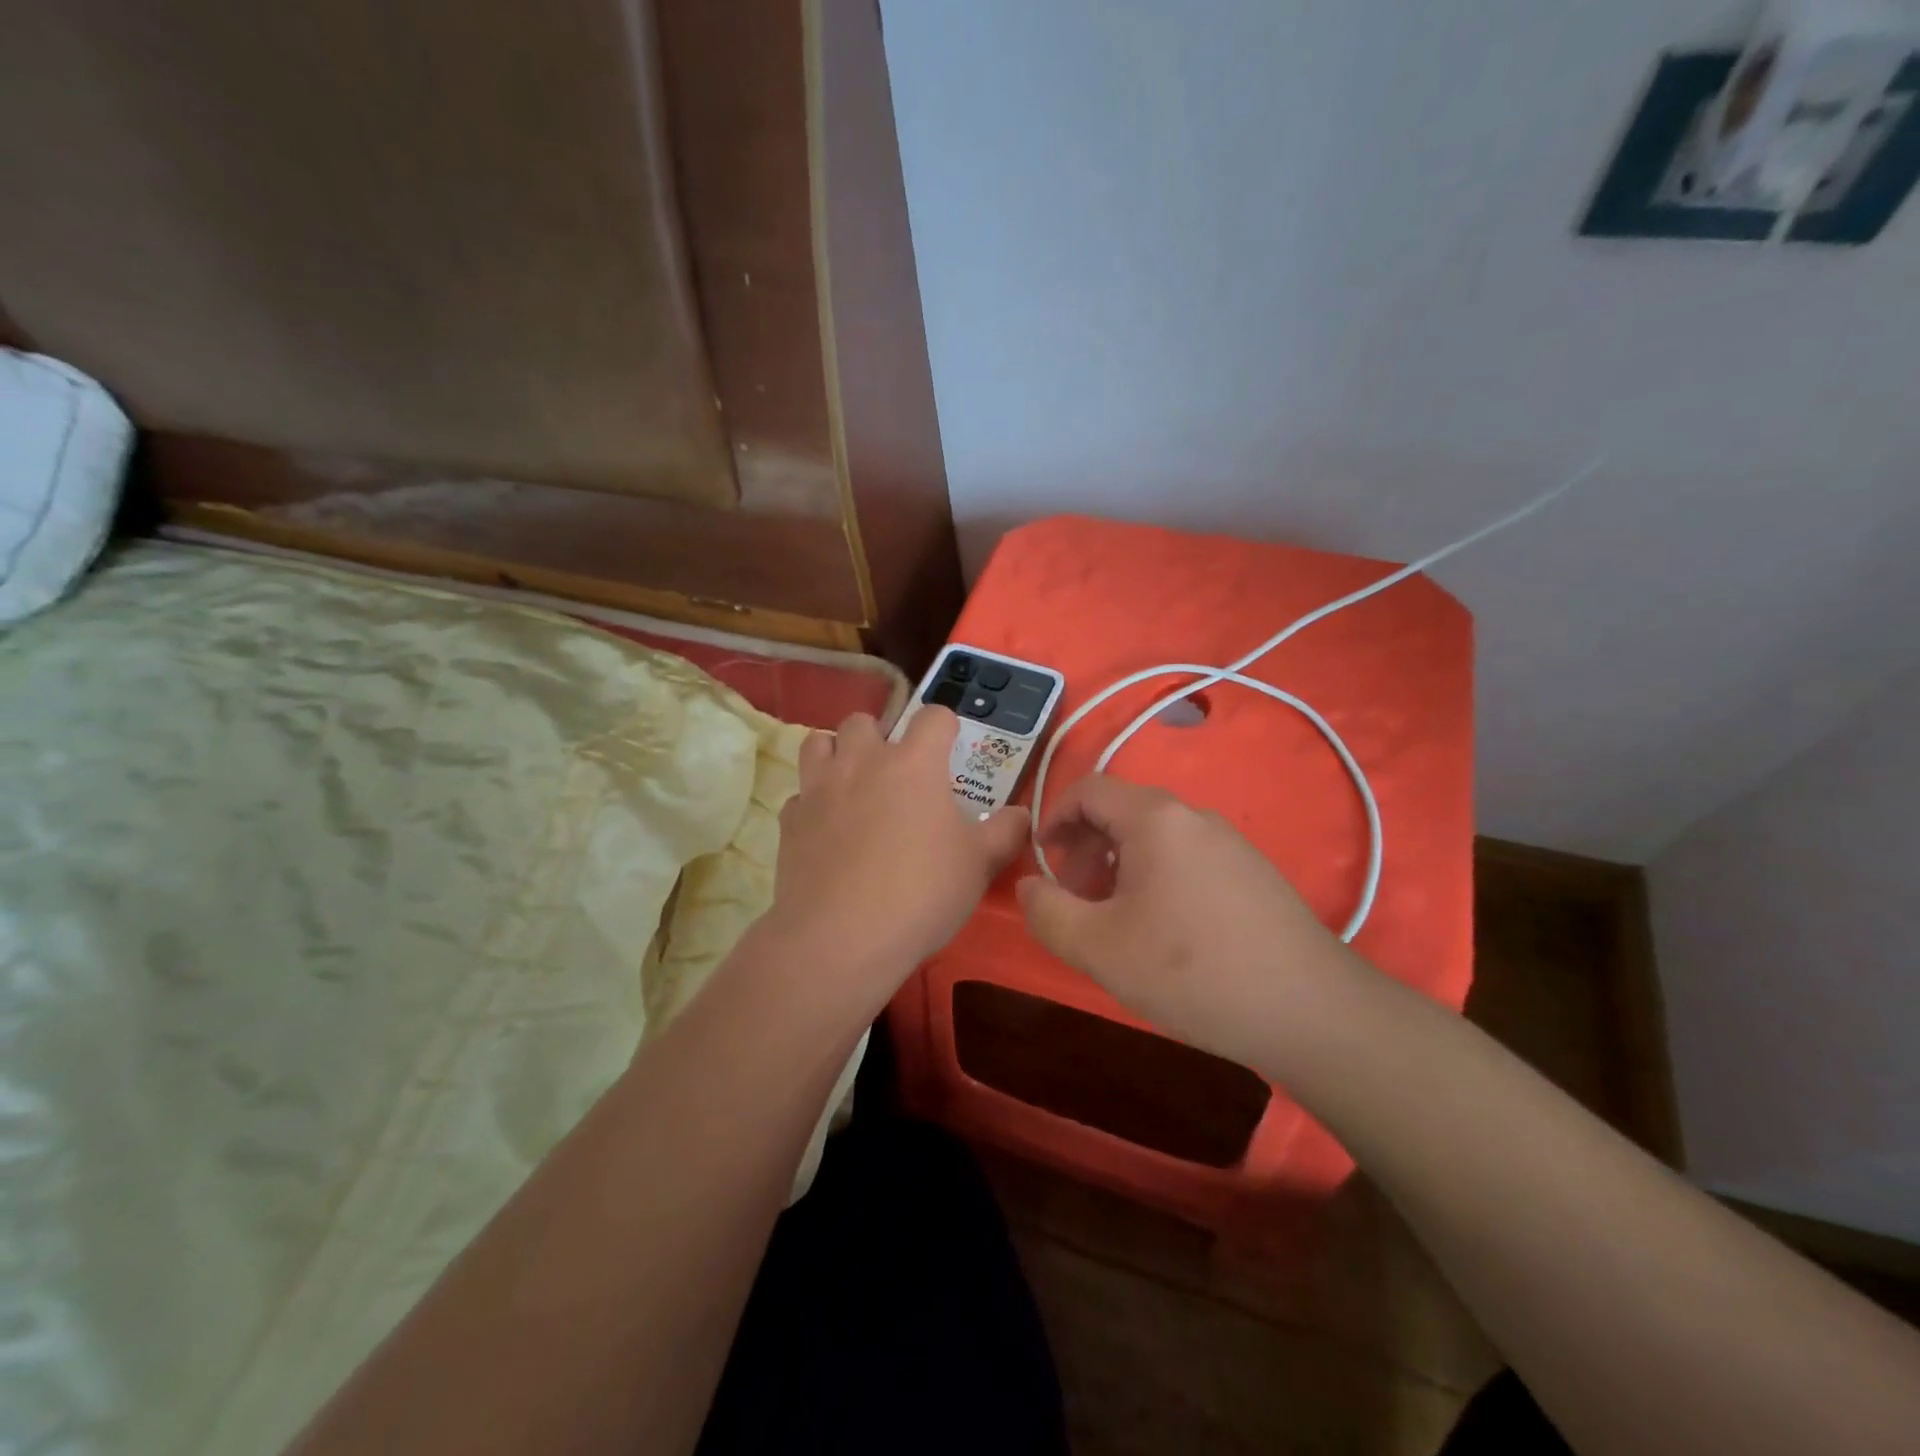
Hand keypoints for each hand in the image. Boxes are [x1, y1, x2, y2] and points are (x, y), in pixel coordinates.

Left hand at [762, 707, 1028, 1014]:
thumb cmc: (921, 893)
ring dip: (838, 754)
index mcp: (914, 764)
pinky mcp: (790, 820)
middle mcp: (863, 762)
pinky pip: (801, 794)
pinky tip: (827, 829)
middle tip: (896, 772)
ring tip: (853, 784)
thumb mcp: (979, 865)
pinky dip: (814, 802)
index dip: (945, 726)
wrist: (841, 937)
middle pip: (864, 720)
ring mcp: (820, 788)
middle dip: (881, 736)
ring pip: (820, 743)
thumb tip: (1021, 815)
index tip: (950, 748)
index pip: (933, 716)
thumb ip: (1006, 832)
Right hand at [1017, 774, 1359, 1070]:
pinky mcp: (1253, 873)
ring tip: (1114, 922)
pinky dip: (1155, 879)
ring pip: (1155, 839)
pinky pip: (1186, 859)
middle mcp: (1194, 817)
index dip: (1053, 818)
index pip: (1088, 789)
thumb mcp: (1098, 947)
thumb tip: (1029, 885)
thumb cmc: (1191, 970)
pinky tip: (1163, 934)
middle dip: (1085, 848)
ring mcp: (1230, 843)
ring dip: (1118, 867)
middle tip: (1074, 900)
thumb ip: (1047, 911)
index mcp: (1155, 818)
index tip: (1041, 862)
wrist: (1311, 1011)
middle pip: (1121, 812)